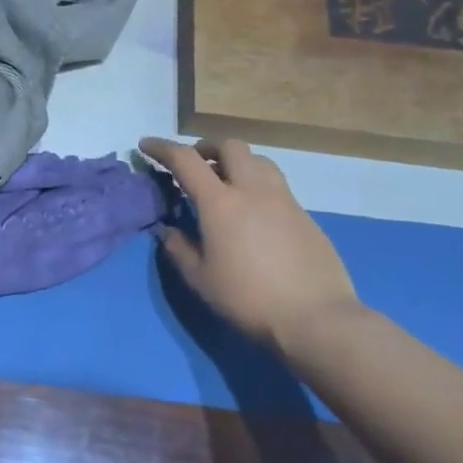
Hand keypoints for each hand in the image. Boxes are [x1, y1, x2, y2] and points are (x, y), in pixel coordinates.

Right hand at [138, 137, 359, 348]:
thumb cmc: (247, 298)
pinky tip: (251, 213)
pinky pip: (276, 185)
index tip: (146, 145)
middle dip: (206, 148)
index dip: (162, 148)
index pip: (186, 160)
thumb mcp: (200, 279)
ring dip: (236, 162)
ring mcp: (284, 201)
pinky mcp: (305, 216)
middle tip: (193, 165)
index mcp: (220, 203)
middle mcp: (253, 191)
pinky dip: (256, 185)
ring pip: (259, 161)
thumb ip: (178, 248)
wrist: (316, 318)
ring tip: (224, 183)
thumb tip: (166, 230)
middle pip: (230, 147)